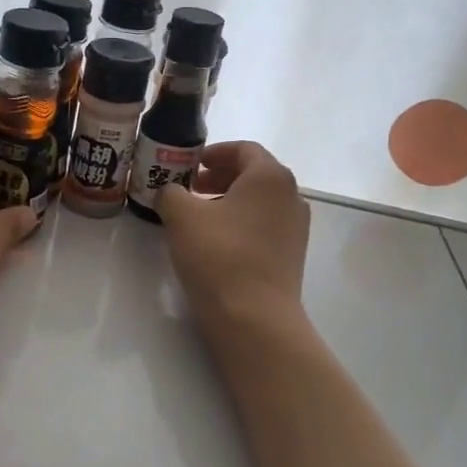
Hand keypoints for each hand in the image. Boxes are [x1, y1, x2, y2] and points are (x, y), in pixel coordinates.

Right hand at [155, 141, 309, 329]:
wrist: (254, 317)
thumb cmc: (219, 255)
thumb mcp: (181, 215)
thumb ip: (171, 192)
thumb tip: (170, 192)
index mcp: (270, 176)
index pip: (244, 149)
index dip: (214, 152)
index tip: (190, 164)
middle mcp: (291, 196)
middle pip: (253, 174)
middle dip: (218, 177)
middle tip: (188, 188)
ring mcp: (295, 227)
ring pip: (258, 202)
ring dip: (227, 201)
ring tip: (197, 216)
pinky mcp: (291, 254)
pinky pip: (263, 225)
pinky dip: (239, 223)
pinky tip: (214, 242)